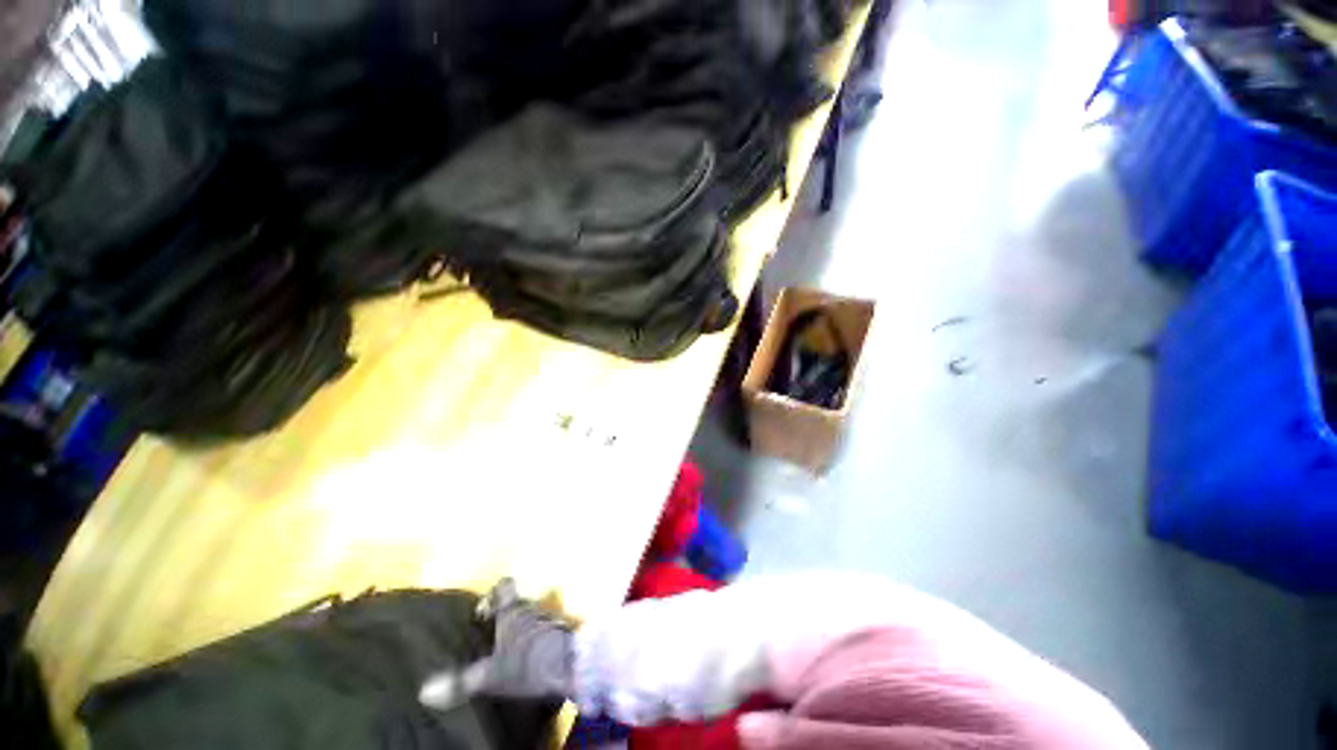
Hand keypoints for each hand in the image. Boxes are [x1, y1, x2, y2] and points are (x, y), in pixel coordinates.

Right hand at [419, 578, 573, 710]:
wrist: (569, 664)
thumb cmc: (527, 663)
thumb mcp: (490, 675)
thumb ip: (460, 682)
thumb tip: (424, 692)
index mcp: (514, 610)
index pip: (504, 586)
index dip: (493, 592)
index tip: (483, 611)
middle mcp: (533, 607)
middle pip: (518, 602)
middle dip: (507, 616)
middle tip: (493, 636)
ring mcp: (550, 618)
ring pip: (533, 616)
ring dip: (523, 628)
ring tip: (511, 650)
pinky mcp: (563, 631)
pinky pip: (546, 630)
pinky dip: (538, 639)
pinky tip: (532, 657)